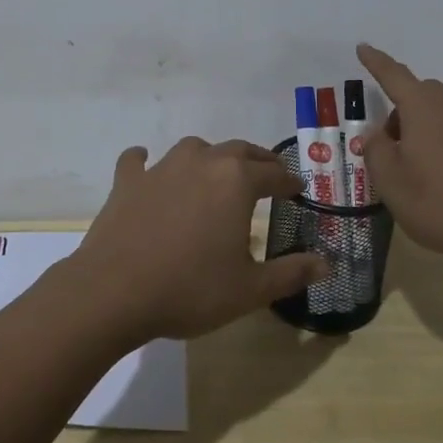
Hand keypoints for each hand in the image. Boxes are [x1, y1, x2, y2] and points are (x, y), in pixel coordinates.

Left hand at [69, 138, 329, 340]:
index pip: (274, 175)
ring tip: (216, 173)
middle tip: (267, 176)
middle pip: (238, 151)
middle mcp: (202, 162)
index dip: (290, 183)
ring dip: (210, 158)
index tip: (299, 190)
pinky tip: (146, 166)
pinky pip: (139, 161)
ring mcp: (161, 168)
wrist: (113, 292)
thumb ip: (292, 273)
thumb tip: (328, 264)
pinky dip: (146, 162)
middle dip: (257, 162)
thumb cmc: (190, 289)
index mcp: (237, 182)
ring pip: (194, 150)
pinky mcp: (128, 181)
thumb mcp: (250, 289)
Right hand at [357, 43, 442, 270]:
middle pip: (425, 94)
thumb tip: (379, 134)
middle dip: (404, 109)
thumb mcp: (389, 181)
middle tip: (392, 144)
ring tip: (425, 161)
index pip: (394, 76)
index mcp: (423, 110)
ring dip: (434, 127)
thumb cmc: (436, 202)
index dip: (376, 62)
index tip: (364, 48)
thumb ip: (376, 150)